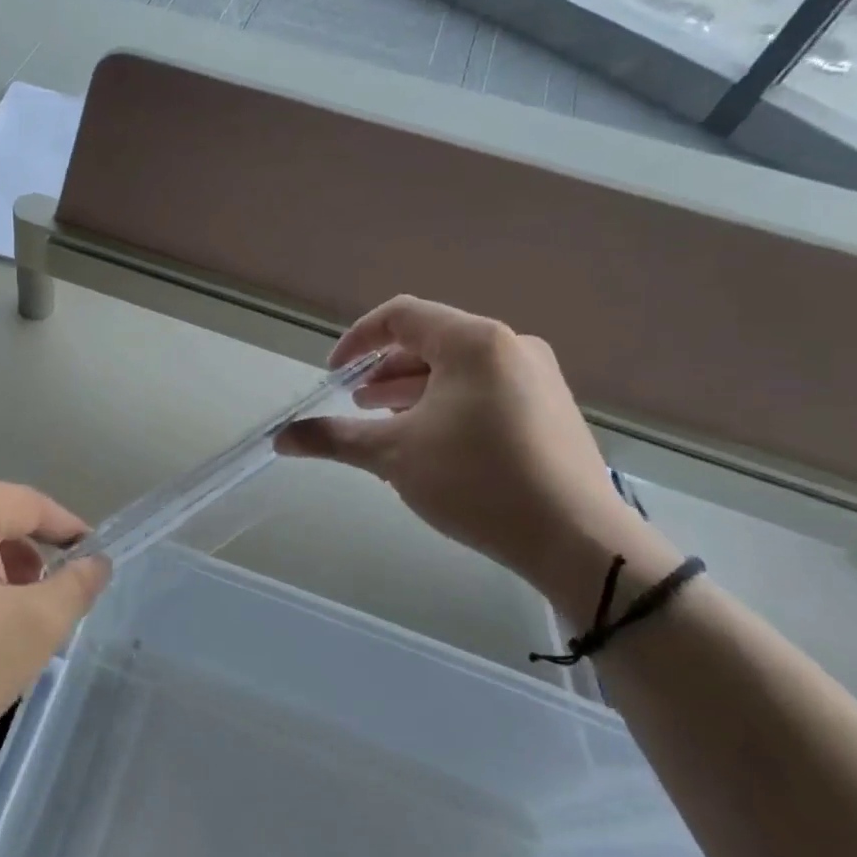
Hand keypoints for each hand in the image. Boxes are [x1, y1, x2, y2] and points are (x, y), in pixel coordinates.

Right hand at [276, 296, 652, 603]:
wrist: (577, 539)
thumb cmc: (477, 482)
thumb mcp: (393, 455)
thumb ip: (332, 438)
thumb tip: (279, 439)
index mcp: (474, 342)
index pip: (401, 316)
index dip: (357, 340)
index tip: (332, 375)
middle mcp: (510, 346)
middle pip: (429, 340)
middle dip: (383, 369)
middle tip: (355, 403)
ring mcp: (536, 376)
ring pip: (456, 367)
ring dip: (412, 388)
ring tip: (384, 421)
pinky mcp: (549, 408)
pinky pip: (483, 388)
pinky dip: (445, 402)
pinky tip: (430, 439)